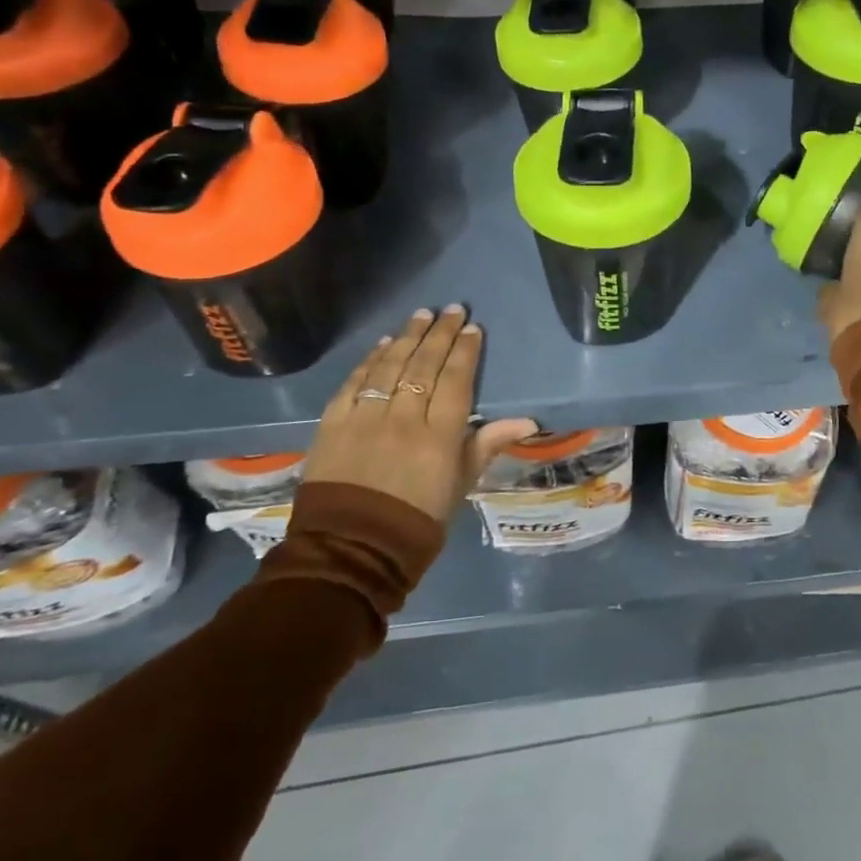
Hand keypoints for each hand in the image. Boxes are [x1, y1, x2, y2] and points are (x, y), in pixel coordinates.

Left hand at [303, 306, 537, 521]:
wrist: (351, 551)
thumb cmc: (417, 521)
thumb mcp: (461, 485)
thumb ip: (487, 445)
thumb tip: (528, 420)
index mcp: (439, 436)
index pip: (455, 380)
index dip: (465, 352)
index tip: (473, 329)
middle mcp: (403, 419)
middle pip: (424, 365)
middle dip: (440, 334)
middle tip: (451, 309)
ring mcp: (365, 419)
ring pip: (390, 367)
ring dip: (407, 337)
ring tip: (421, 315)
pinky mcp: (333, 425)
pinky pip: (354, 383)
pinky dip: (370, 361)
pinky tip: (382, 344)